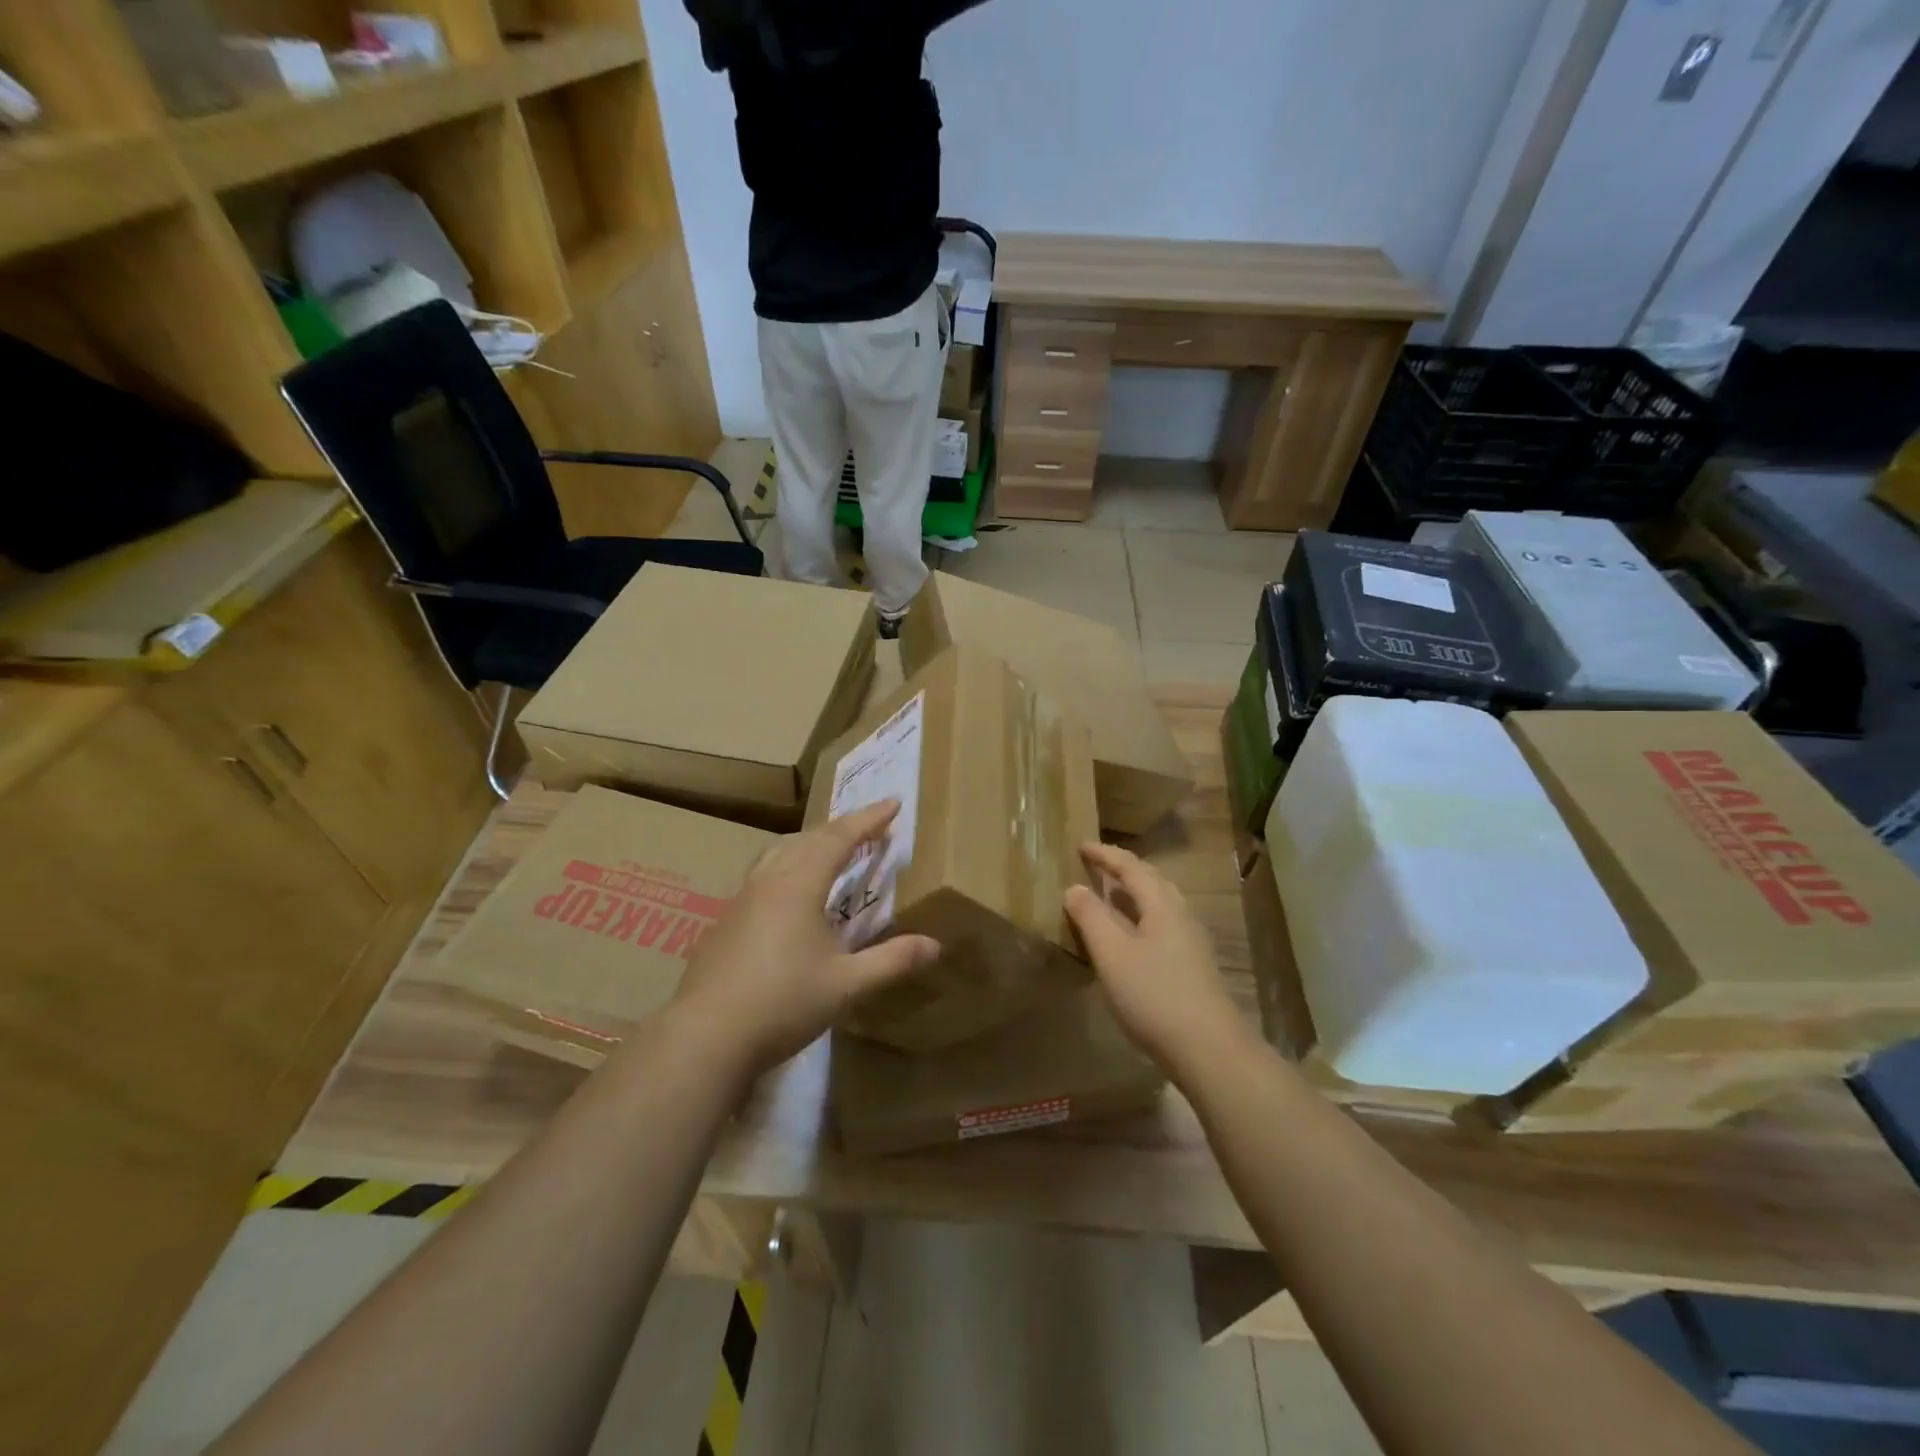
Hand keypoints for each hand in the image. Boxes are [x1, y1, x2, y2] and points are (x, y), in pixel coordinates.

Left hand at [666, 801, 939, 1079]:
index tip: (893, 803)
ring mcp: (742, 900)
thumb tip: (935, 945)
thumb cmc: (783, 1003)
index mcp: (799, 885)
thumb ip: (892, 961)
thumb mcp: (847, 985)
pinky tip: (790, 895)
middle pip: (808, 839)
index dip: (868, 820)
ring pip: (779, 853)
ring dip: (810, 843)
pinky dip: (789, 865)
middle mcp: (769, 881)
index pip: (839, 838)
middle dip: (842, 828)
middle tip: (869, 827)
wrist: (706, 1037)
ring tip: (830, 849)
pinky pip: (764, 874)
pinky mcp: (725, 922)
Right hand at [1063, 842, 1249, 1076]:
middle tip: (1095, 865)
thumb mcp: (1112, 953)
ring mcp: (1190, 942)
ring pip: (1159, 904)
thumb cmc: (1154, 995)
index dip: (1105, 855)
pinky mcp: (1192, 966)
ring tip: (1108, 895)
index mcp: (1162, 905)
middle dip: (1122, 869)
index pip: (1131, 867)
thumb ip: (1091, 917)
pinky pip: (1161, 925)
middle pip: (1151, 881)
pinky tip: (1128, 936)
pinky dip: (1139, 917)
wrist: (1209, 1049)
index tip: (1080, 845)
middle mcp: (1181, 915)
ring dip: (1132, 894)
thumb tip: (1074, 887)